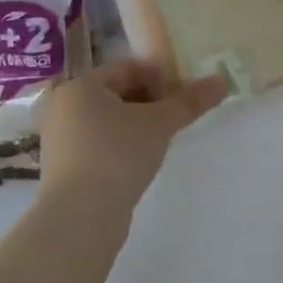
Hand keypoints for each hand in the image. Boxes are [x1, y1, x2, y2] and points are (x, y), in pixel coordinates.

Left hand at [39, 59, 229, 206]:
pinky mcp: (63, 165)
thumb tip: (223, 81)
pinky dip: (121, 144)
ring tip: (163, 139)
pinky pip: (99, 142)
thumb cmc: (118, 154)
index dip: (162, 77)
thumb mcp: (160, 123)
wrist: (81, 214)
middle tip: (178, 117)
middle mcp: (63, 106)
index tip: (186, 96)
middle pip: (117, 93)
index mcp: (81, 85)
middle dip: (151, 102)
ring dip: (138, 124)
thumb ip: (190, 101)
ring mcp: (59, 137)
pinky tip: (141, 159)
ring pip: (108, 119)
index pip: (128, 68)